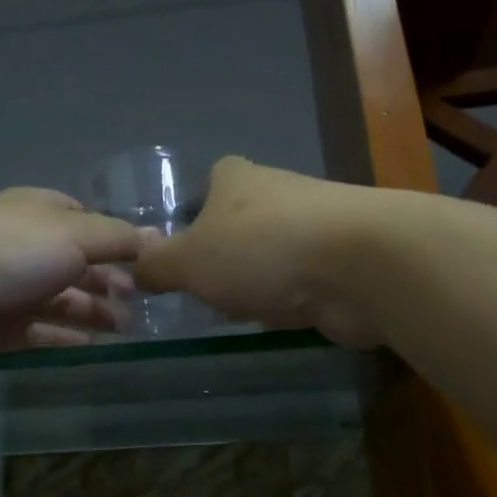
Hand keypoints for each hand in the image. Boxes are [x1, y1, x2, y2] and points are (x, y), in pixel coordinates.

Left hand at [0, 188, 143, 367]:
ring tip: (124, 327)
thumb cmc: (14, 251)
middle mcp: (25, 244)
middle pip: (75, 262)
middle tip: (140, 301)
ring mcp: (9, 285)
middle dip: (108, 280)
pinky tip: (92, 344)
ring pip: (60, 297)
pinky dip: (66, 333)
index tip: (146, 262)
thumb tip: (159, 237)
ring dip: (92, 310)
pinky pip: (40, 328)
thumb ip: (119, 239)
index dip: (116, 240)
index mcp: (40, 211)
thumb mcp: (76, 234)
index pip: (85, 221)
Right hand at [134, 157, 383, 348]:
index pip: (209, 182)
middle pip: (241, 222)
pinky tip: (281, 318)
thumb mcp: (187, 261)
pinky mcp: (343, 261)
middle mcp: (277, 192)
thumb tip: (136, 269)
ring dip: (259, 279)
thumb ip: (155, 265)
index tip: (182, 248)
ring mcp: (315, 226)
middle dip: (225, 254)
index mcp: (236, 178)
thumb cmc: (260, 250)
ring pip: (273, 252)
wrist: (361, 266)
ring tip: (240, 309)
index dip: (193, 212)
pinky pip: (303, 280)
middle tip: (203, 289)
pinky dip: (291, 298)